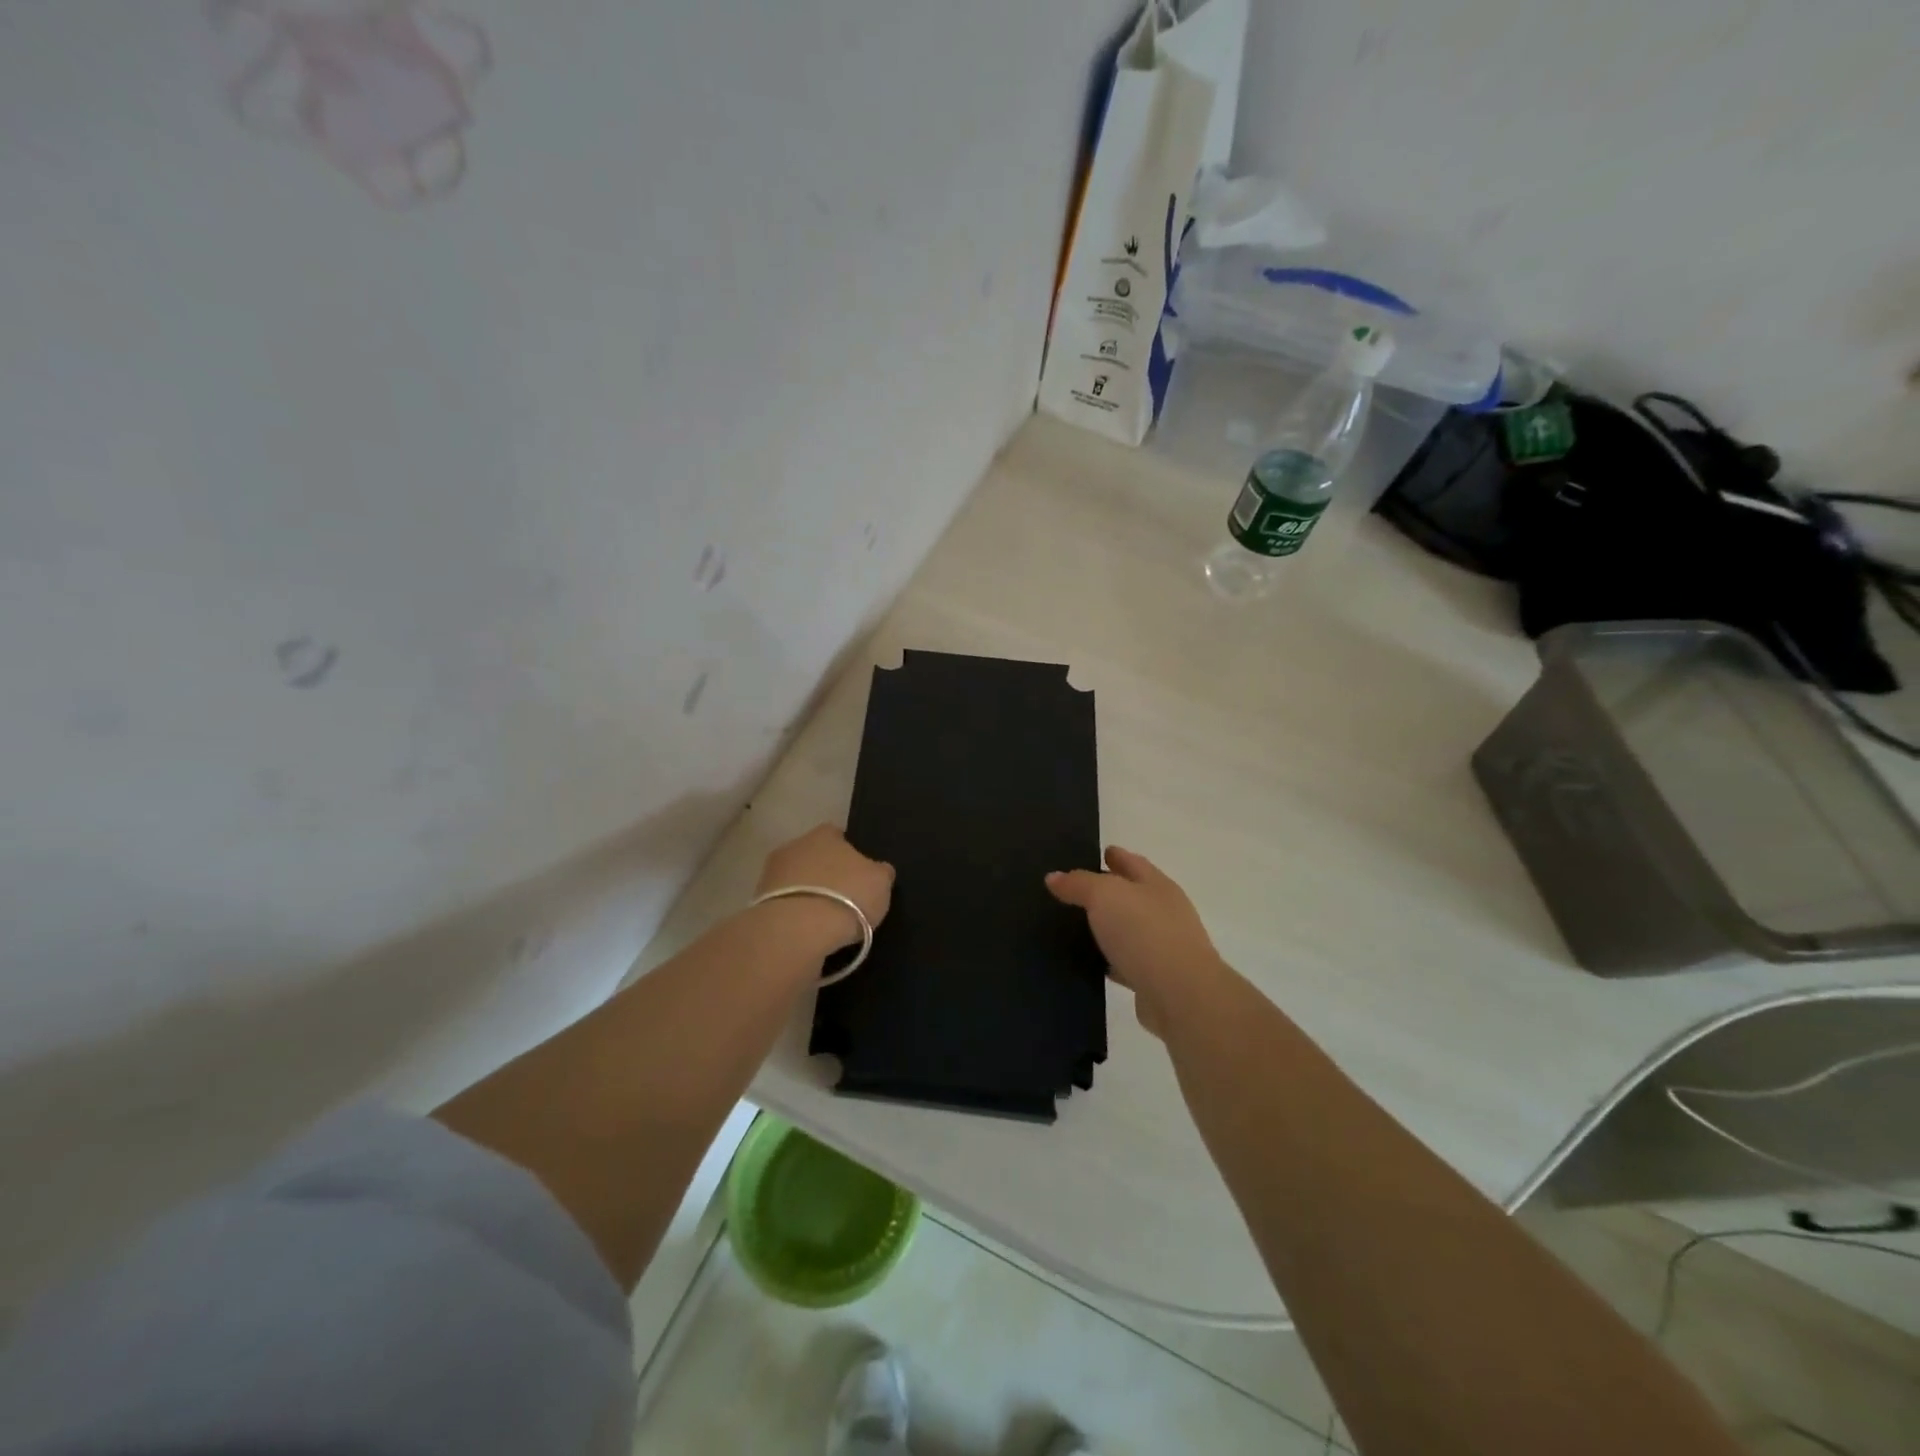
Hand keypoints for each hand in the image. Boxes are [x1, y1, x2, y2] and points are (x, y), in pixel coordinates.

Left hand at [754, 824, 894, 953]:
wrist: (798, 930)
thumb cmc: (848, 897)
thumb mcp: (881, 883)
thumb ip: (880, 872)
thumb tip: (878, 870)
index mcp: (825, 834)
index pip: (838, 835)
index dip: (849, 853)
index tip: (858, 875)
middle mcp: (794, 845)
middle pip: (813, 857)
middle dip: (824, 873)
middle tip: (843, 898)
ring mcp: (771, 874)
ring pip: (795, 881)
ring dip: (807, 894)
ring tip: (824, 920)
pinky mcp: (757, 903)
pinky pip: (784, 905)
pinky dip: (794, 915)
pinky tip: (806, 932)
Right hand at [1047, 846, 1227, 1036]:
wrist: (1180, 995)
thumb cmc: (1144, 932)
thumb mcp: (1104, 895)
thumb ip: (1079, 883)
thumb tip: (1054, 877)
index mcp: (1157, 885)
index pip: (1133, 862)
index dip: (1116, 856)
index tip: (1098, 853)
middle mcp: (1164, 912)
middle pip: (1132, 896)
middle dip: (1109, 891)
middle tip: (1075, 890)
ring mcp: (1163, 947)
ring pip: (1129, 931)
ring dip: (1108, 928)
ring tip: (1076, 925)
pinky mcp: (1155, 979)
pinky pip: (1126, 963)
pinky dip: (1110, 960)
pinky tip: (1090, 961)